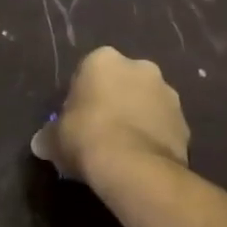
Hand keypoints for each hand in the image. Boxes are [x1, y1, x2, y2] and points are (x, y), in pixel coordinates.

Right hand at [32, 47, 189, 181]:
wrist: (133, 167)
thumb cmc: (86, 138)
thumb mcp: (54, 138)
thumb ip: (49, 135)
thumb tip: (42, 143)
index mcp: (103, 60)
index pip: (88, 72)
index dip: (81, 96)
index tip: (76, 119)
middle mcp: (140, 67)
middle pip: (122, 82)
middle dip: (114, 101)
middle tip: (99, 132)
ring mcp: (168, 93)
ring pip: (147, 103)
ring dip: (137, 118)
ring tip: (123, 149)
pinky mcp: (185, 122)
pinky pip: (163, 127)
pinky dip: (154, 138)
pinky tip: (141, 159)